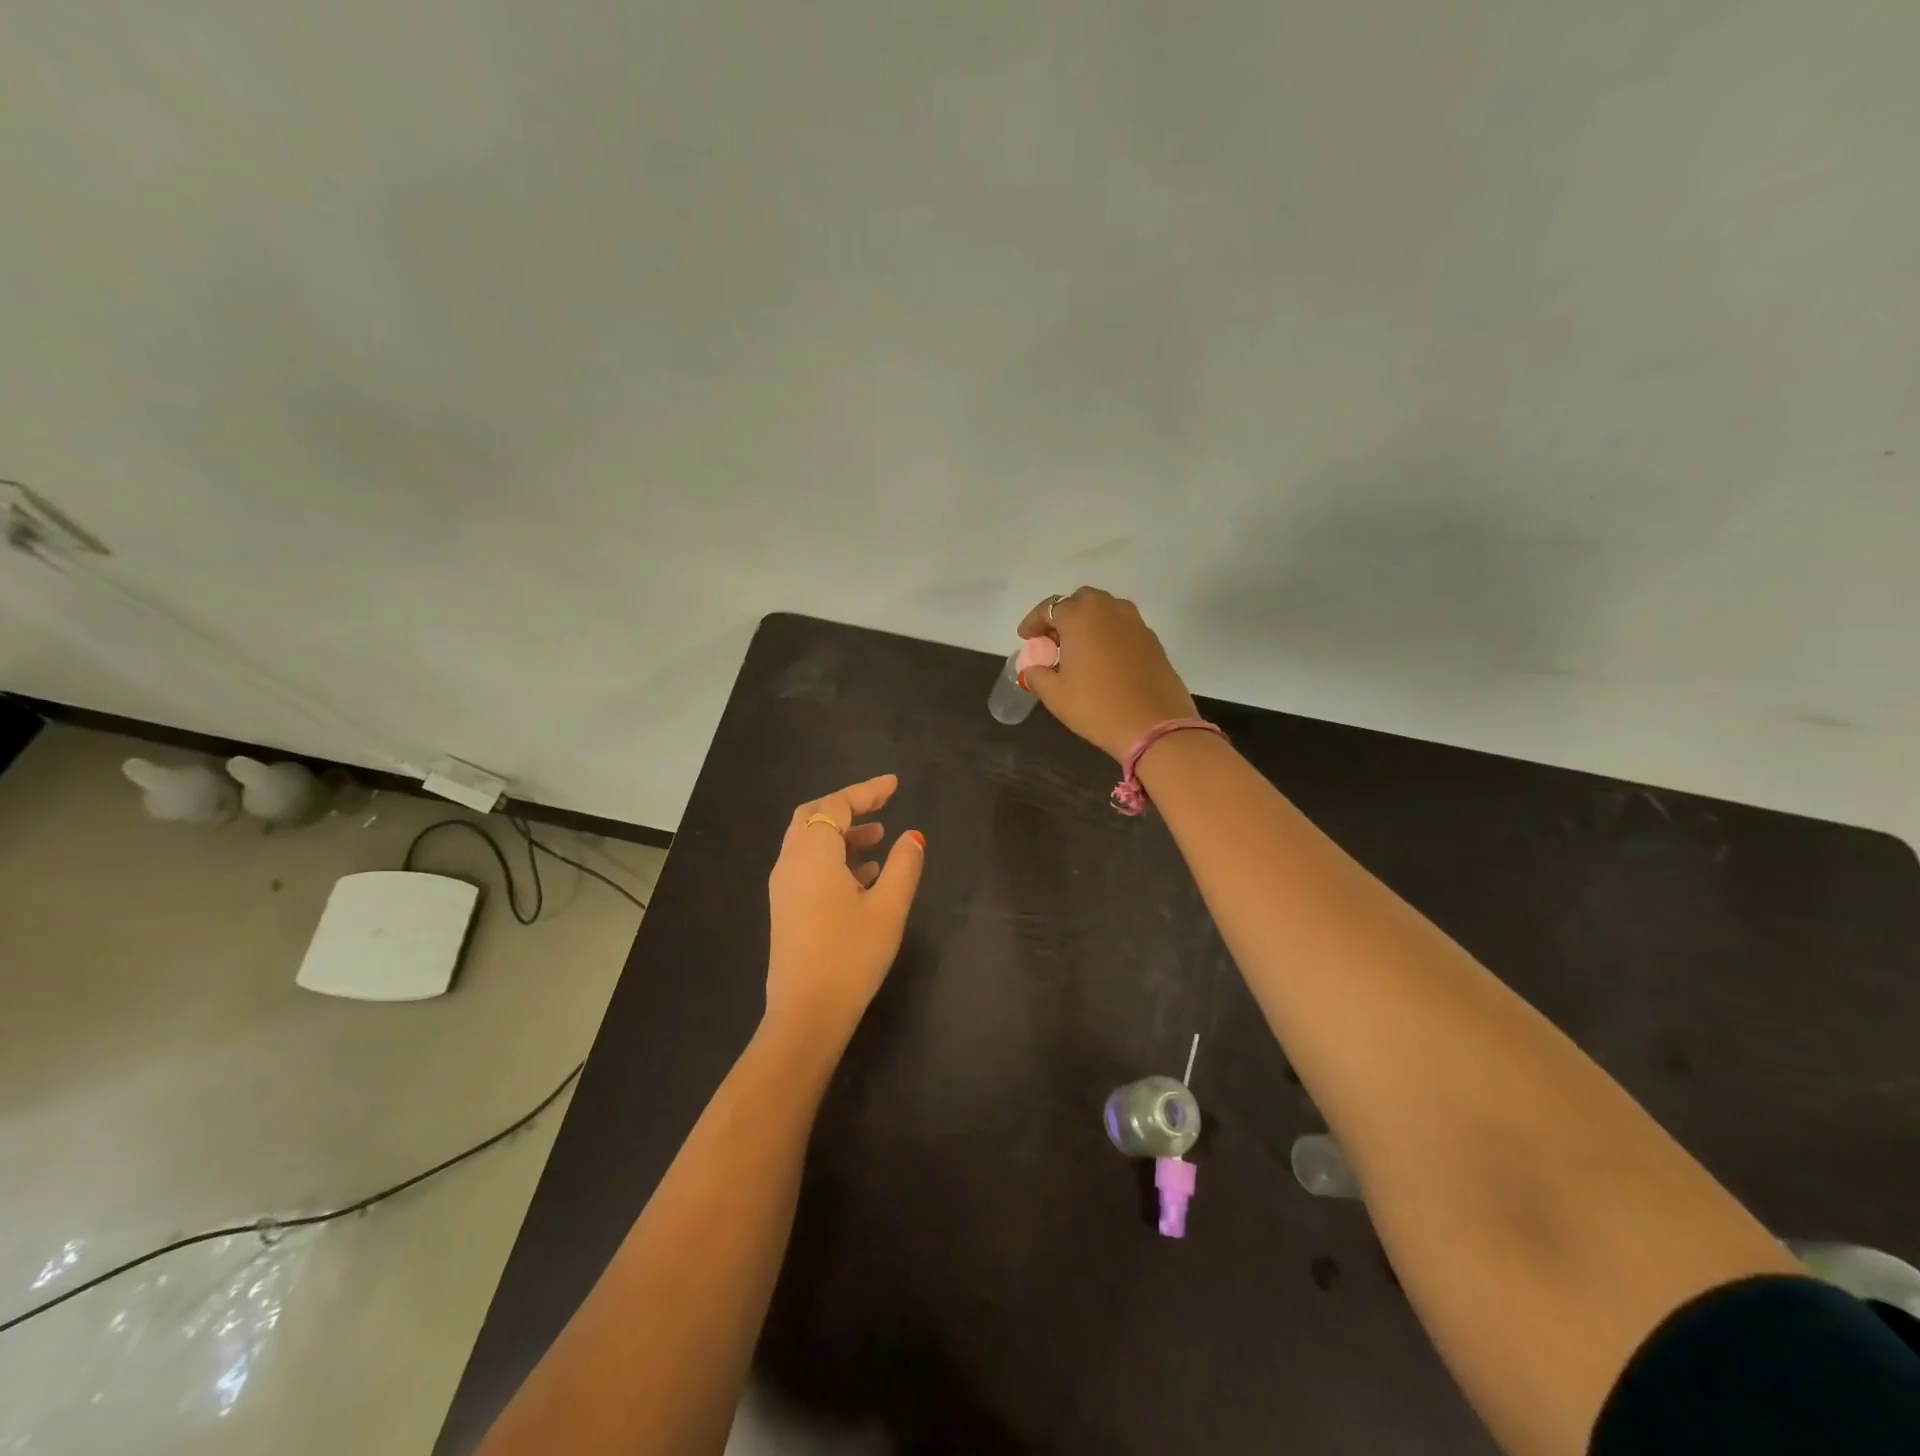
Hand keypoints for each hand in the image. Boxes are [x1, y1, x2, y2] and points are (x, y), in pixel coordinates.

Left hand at [765, 774, 924, 1043]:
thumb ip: (904, 865)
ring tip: (880, 838)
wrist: (806, 1013)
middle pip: (814, 816)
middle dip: (848, 806)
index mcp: (813, 854)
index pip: (837, 806)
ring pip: (809, 841)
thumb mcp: (888, 908)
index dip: (866, 791)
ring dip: (841, 833)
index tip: (894, 784)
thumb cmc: (851, 955)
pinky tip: (863, 875)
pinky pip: (807, 865)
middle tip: (882, 805)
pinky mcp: (785, 907)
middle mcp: (791, 862)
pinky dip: (833, 856)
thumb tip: (913, 836)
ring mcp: (784, 886)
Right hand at [1017, 588, 1199, 760]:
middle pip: (1080, 601)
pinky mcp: (1152, 639)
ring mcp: (1135, 622)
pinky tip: (1103, 660)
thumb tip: (1033, 668)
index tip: (1025, 638)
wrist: (1154, 725)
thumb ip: (1037, 675)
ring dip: (1088, 623)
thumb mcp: (1055, 695)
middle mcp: (1109, 610)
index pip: (1049, 608)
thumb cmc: (1096, 707)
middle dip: (1064, 616)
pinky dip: (1108, 635)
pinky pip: (1123, 627)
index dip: (1034, 622)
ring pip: (1105, 611)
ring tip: (1079, 650)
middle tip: (1054, 641)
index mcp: (1080, 617)